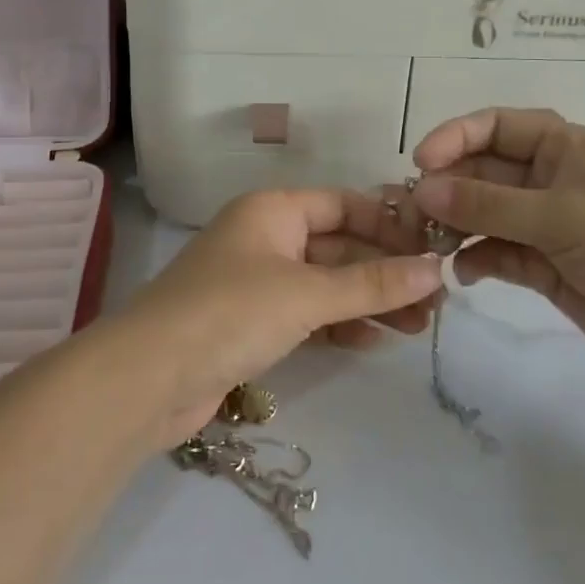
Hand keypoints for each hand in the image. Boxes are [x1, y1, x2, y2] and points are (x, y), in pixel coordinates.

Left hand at [113, 189, 442, 446]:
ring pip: (326, 284)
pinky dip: (339, 325)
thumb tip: (436, 269)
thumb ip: (373, 282)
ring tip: (418, 327)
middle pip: (339, 246)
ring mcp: (257, 283)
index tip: (432, 250)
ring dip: (369, 302)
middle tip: (435, 300)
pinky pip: (308, 315)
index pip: (344, 204)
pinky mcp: (251, 325)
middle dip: (385, 271)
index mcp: (273, 210)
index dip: (389, 224)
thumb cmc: (230, 313)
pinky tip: (374, 341)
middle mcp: (265, 238)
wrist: (148, 379)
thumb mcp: (308, 294)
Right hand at [408, 108, 584, 431]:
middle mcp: (549, 179)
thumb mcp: (561, 217)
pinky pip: (495, 252)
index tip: (419, 163)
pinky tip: (462, 274)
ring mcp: (545, 225)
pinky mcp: (542, 266)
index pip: (496, 126)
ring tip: (426, 246)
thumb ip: (487, 203)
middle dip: (445, 189)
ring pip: (483, 214)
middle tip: (408, 216)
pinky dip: (475, 259)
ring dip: (453, 226)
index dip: (454, 137)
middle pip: (481, 172)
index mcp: (563, 148)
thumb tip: (420, 187)